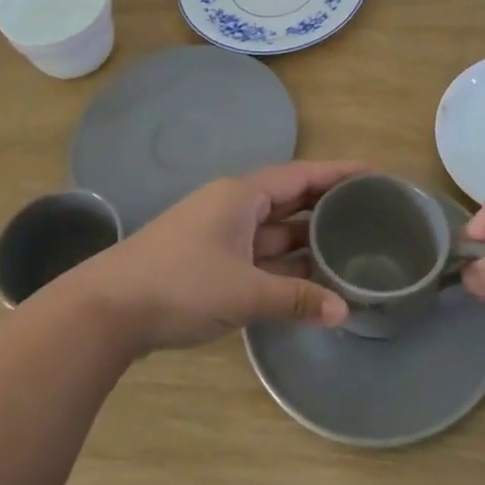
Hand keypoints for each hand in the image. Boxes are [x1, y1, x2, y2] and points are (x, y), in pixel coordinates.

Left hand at [80, 160, 366, 351]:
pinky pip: (258, 253)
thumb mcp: (245, 292)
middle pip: (289, 198)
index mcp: (241, 195)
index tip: (375, 172)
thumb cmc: (181, 284)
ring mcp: (218, 233)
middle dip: (326, 205)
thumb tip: (344, 311)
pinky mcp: (208, 259)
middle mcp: (232, 206)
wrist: (109, 309)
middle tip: (370, 211)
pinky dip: (283, 262)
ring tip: (348, 245)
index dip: (339, 173)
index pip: (301, 175)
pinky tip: (307, 277)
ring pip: (273, 229)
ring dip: (305, 238)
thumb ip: (296, 300)